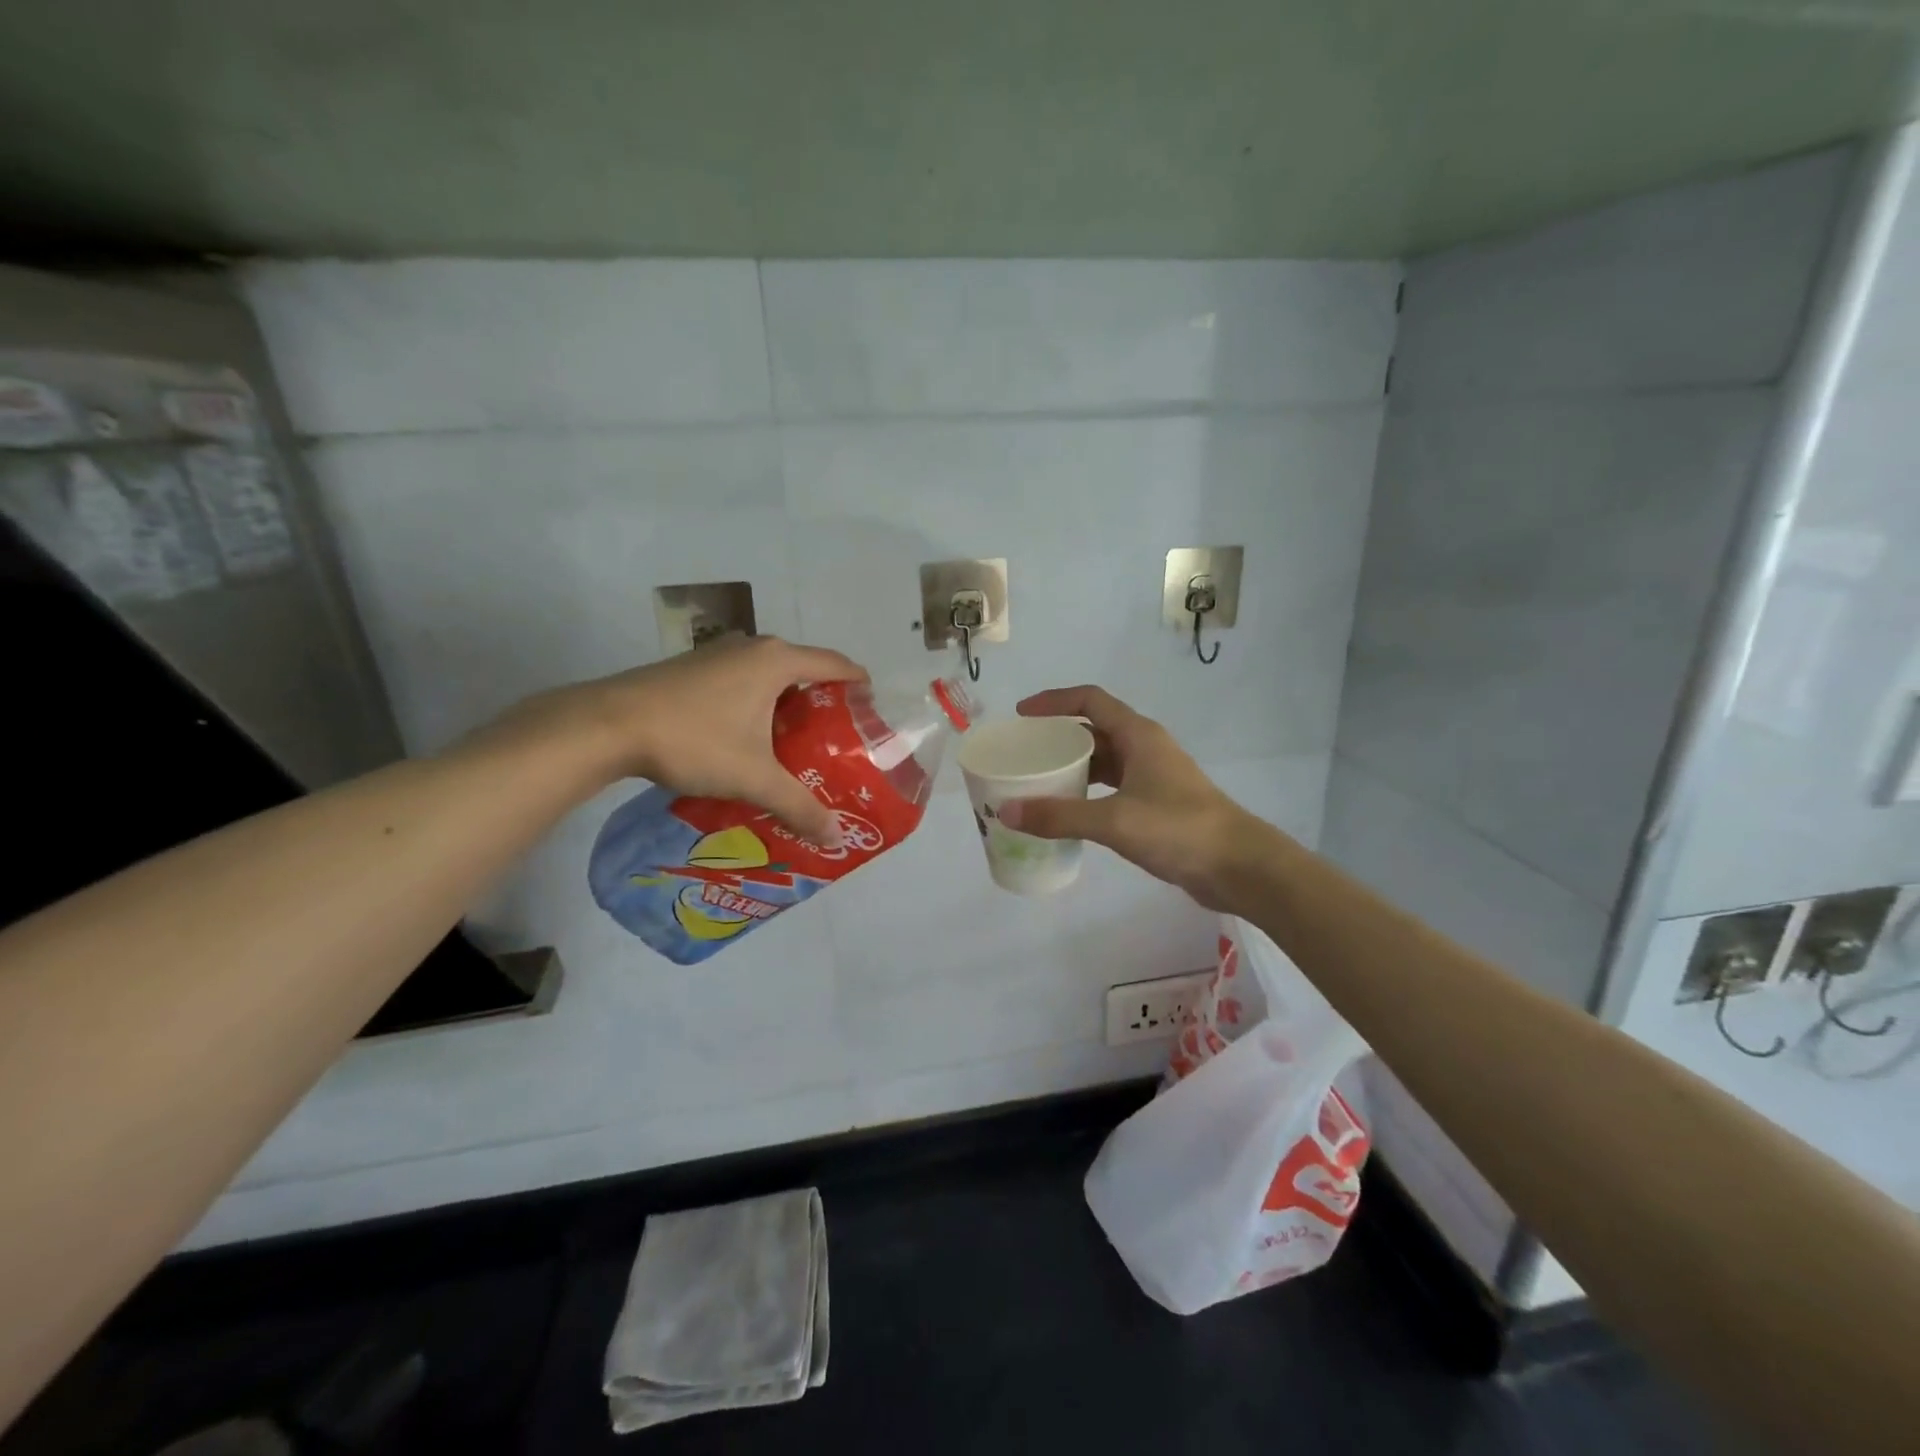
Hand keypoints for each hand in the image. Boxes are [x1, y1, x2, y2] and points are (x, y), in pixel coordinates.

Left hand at [499, 636, 867, 843]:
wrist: (607, 725)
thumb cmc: (693, 739)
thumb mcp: (753, 777)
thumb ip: (798, 805)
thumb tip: (835, 836)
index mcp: (777, 661)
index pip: (837, 665)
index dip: (860, 687)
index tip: (872, 715)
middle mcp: (753, 647)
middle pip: (805, 670)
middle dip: (825, 704)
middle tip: (837, 743)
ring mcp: (720, 654)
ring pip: (771, 677)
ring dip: (788, 706)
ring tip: (798, 746)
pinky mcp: (694, 668)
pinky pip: (744, 681)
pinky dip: (759, 705)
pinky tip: (751, 740)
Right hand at [997, 686, 1275, 909]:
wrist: (1239, 865)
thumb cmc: (1179, 829)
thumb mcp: (1114, 821)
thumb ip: (1060, 816)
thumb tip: (1007, 812)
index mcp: (1137, 735)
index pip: (1089, 700)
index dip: (1053, 701)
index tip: (1022, 715)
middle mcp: (1145, 747)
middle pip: (1094, 729)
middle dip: (1058, 737)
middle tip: (1024, 754)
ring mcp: (1153, 776)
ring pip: (1104, 760)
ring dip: (1073, 767)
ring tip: (1038, 782)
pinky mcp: (1157, 803)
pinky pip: (1113, 786)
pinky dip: (1088, 792)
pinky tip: (1069, 812)